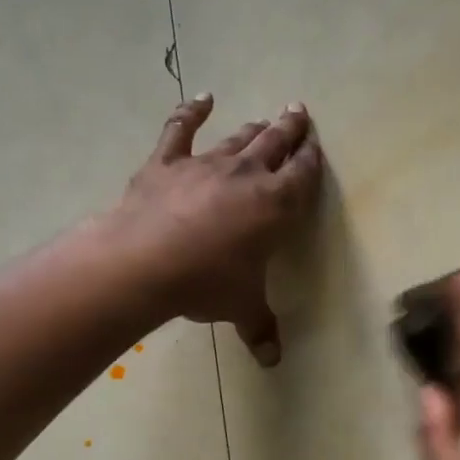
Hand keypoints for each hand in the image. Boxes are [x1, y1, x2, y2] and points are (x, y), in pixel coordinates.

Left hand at [109, 93, 322, 365]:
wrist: (143, 263)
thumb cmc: (206, 283)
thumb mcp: (241, 307)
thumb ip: (260, 327)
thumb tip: (272, 361)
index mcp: (276, 205)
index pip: (302, 174)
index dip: (311, 158)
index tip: (316, 145)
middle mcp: (247, 175)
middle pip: (275, 144)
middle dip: (290, 129)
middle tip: (299, 112)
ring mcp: (205, 164)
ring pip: (238, 138)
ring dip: (254, 128)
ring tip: (265, 119)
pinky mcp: (167, 162)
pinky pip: (180, 129)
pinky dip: (190, 111)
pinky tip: (201, 98)